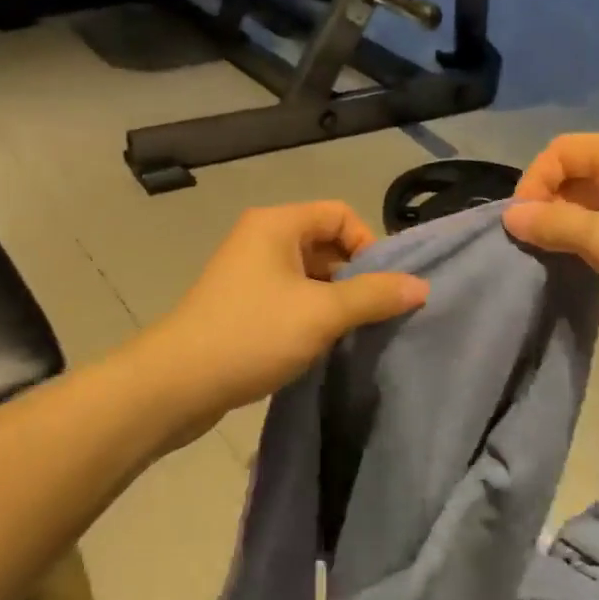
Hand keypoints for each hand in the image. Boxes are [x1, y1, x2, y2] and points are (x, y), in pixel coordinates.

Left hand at [147, 201, 428, 421]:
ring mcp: (249, 272)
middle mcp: (262, 238)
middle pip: (326, 243)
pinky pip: (290, 296)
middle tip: (372, 313)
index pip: (341, 215)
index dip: (369, 245)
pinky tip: (322, 344)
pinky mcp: (242, 304)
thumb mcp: (322, 313)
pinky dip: (312, 313)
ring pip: (310, 274)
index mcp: (277, 224)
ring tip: (350, 332)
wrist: (176, 384)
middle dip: (355, 275)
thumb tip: (421, 286)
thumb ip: (374, 296)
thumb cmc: (252, 334)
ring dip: (335, 299)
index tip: (381, 287)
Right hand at [503, 133, 598, 336]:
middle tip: (534, 241)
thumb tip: (510, 216)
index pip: (561, 150)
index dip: (535, 181)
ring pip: (591, 196)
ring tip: (551, 253)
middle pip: (576, 169)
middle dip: (548, 201)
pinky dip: (588, 233)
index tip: (522, 224)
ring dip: (566, 220)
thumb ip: (554, 224)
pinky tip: (580, 260)